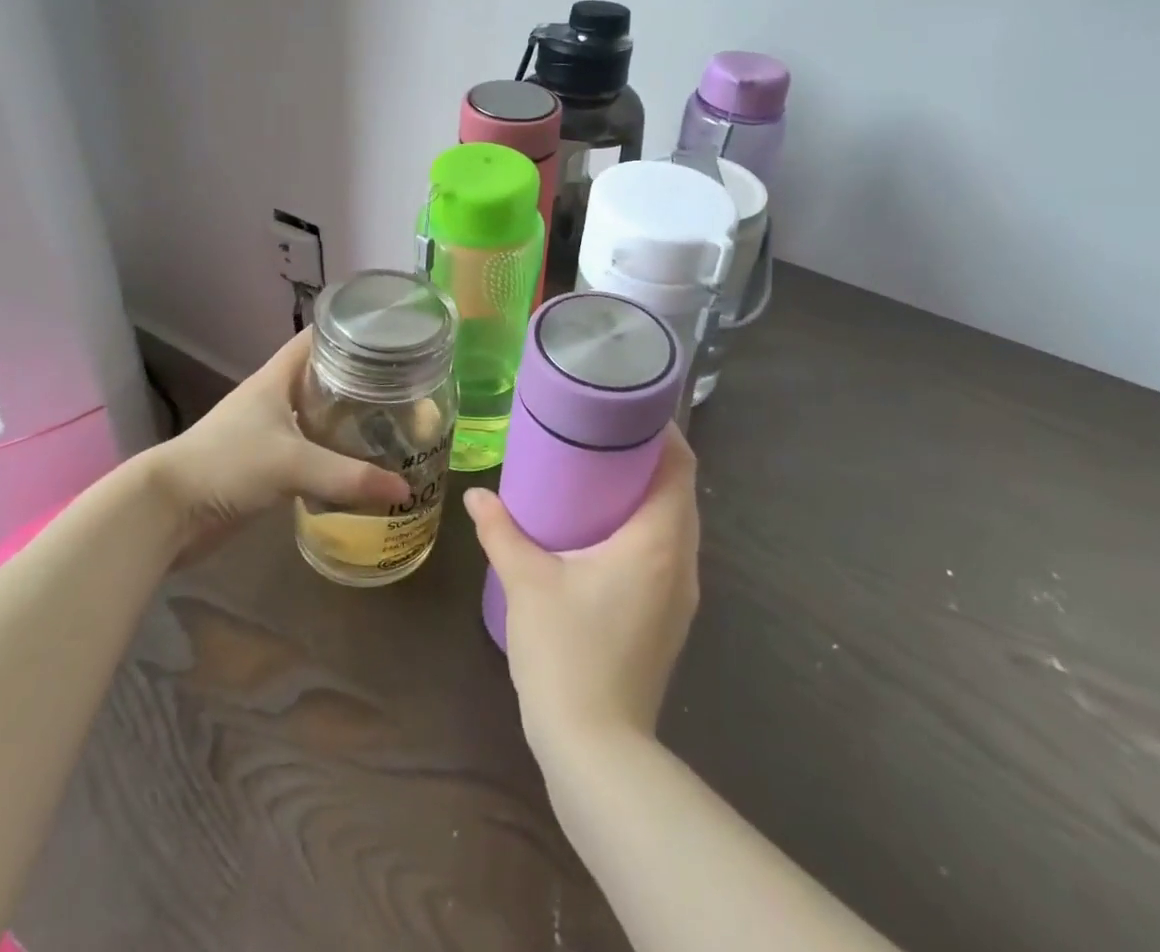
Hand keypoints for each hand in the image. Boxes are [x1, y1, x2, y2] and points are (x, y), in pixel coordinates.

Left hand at [133, 330, 410, 566]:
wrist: (168, 512)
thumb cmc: (227, 465)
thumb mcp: (292, 464)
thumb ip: (348, 475)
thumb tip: (404, 487)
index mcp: (277, 378)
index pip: (318, 338)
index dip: (351, 330)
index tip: (391, 335)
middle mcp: (276, 398)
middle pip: (325, 377)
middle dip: (361, 380)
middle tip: (404, 386)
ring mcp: (270, 432)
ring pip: (320, 416)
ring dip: (350, 420)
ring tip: (393, 423)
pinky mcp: (268, 466)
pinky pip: (312, 452)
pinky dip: (335, 455)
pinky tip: (362, 465)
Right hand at [463, 425, 700, 757]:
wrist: (597, 750)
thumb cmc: (567, 653)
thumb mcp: (528, 583)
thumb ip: (502, 532)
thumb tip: (477, 496)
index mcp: (657, 542)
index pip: (680, 468)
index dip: (662, 432)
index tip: (628, 409)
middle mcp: (681, 562)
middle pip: (680, 492)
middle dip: (649, 458)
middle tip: (604, 435)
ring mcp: (680, 595)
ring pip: (676, 525)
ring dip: (649, 495)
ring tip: (602, 474)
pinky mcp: (670, 618)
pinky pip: (667, 552)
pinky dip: (646, 527)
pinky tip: (606, 531)